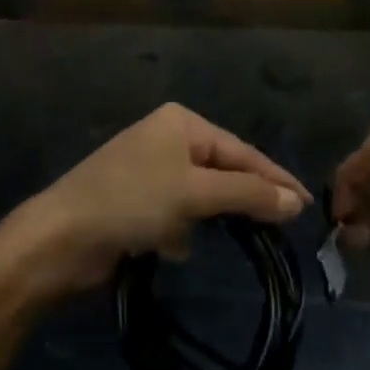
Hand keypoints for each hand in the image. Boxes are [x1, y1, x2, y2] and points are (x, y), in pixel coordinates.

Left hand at [8, 104, 310, 296]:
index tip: (308, 206)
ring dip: (208, 217)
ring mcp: (149, 169)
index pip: (241, 150)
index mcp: (180, 122)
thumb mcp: (195, 194)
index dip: (275, 178)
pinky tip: (175, 247)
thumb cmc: (131, 201)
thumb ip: (248, 195)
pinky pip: (176, 212)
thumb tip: (295, 202)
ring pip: (200, 195)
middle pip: (222, 170)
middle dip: (243, 200)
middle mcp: (166, 138)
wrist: (61, 237)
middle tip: (282, 228)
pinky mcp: (136, 201)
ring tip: (234, 239)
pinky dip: (180, 230)